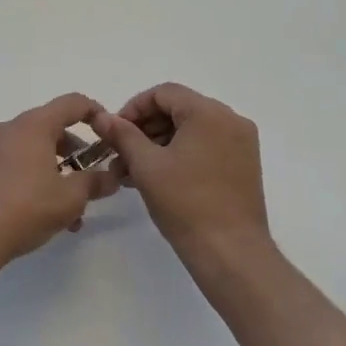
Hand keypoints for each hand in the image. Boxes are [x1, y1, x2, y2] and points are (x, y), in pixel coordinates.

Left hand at [0, 93, 122, 274]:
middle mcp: (9, 129)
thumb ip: (94, 183)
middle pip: (51, 129)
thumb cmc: (24, 209)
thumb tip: (111, 177)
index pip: (72, 103)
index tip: (110, 134)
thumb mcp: (69, 199)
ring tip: (70, 214)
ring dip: (56, 175)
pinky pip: (14, 166)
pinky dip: (34, 181)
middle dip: (76, 154)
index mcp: (33, 126)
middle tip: (90, 181)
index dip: (96, 113)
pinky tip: (42, 217)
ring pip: (33, 152)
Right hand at [94, 83, 271, 269]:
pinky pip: (205, 147)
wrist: (230, 252)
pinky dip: (179, 155)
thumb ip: (122, 134)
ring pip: (190, 130)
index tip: (113, 133)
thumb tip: (102, 116)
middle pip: (178, 110)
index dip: (133, 109)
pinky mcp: (243, 166)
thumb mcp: (146, 165)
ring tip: (131, 172)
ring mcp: (241, 144)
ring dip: (158, 144)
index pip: (164, 93)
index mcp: (209, 113)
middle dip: (144, 129)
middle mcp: (230, 120)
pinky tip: (155, 178)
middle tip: (119, 154)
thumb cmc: (186, 203)